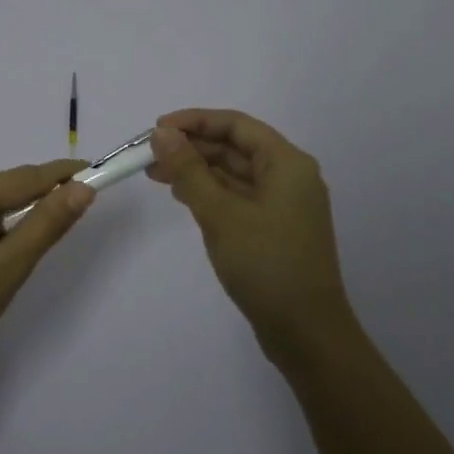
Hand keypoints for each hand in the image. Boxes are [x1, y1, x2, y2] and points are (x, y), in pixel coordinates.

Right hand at [148, 109, 356, 358]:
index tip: (156, 130)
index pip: (236, 125)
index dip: (194, 121)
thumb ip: (189, 170)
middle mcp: (289, 176)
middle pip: (235, 147)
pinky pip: (238, 196)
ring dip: (197, 170)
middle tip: (148, 156)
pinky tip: (183, 196)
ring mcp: (283, 204)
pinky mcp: (274, 228)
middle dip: (191, 148)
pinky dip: (210, 192)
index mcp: (287, 163)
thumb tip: (162, 133)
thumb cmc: (265, 264)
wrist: (306, 332)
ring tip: (156, 175)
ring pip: (234, 173)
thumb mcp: (220, 213)